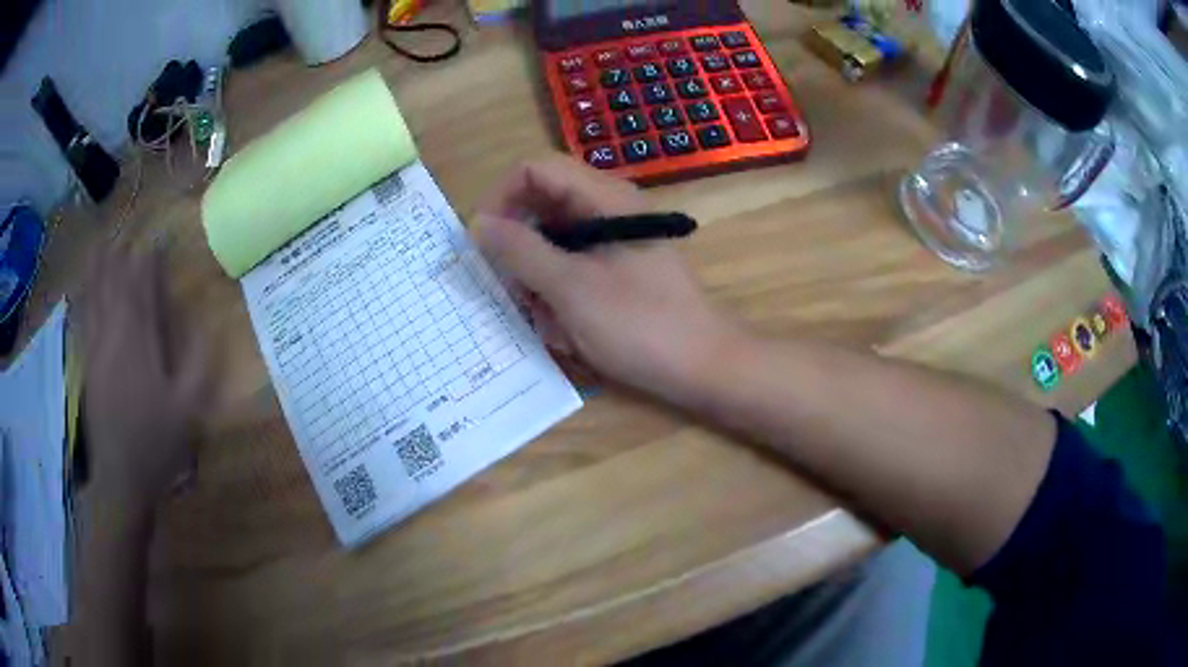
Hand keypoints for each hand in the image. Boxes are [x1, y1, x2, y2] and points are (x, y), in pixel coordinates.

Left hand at [76, 242, 208, 511]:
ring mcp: (96, 348)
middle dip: (122, 254)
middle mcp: (114, 335)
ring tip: (101, 242)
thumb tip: (208, 320)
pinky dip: (83, 296)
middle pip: (115, 284)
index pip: (143, 288)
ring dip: (99, 267)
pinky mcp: (87, 364)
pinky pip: (83, 319)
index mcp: (140, 342)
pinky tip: (82, 286)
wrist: (121, 477)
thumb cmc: (157, 443)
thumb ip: (197, 362)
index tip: (158, 239)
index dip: (150, 261)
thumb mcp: (188, 409)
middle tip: (127, 229)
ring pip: (95, 296)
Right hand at [473, 155, 738, 401]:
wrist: (702, 367)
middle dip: (520, 253)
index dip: (501, 197)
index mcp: (603, 197)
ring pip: (551, 246)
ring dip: (539, 285)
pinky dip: (559, 299)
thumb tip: (479, 222)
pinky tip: (569, 333)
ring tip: (553, 324)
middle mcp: (606, 210)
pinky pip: (569, 272)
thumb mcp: (571, 288)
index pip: (534, 170)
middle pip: (540, 209)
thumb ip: (521, 251)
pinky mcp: (615, 270)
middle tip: (519, 295)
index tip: (482, 242)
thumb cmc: (640, 324)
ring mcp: (611, 241)